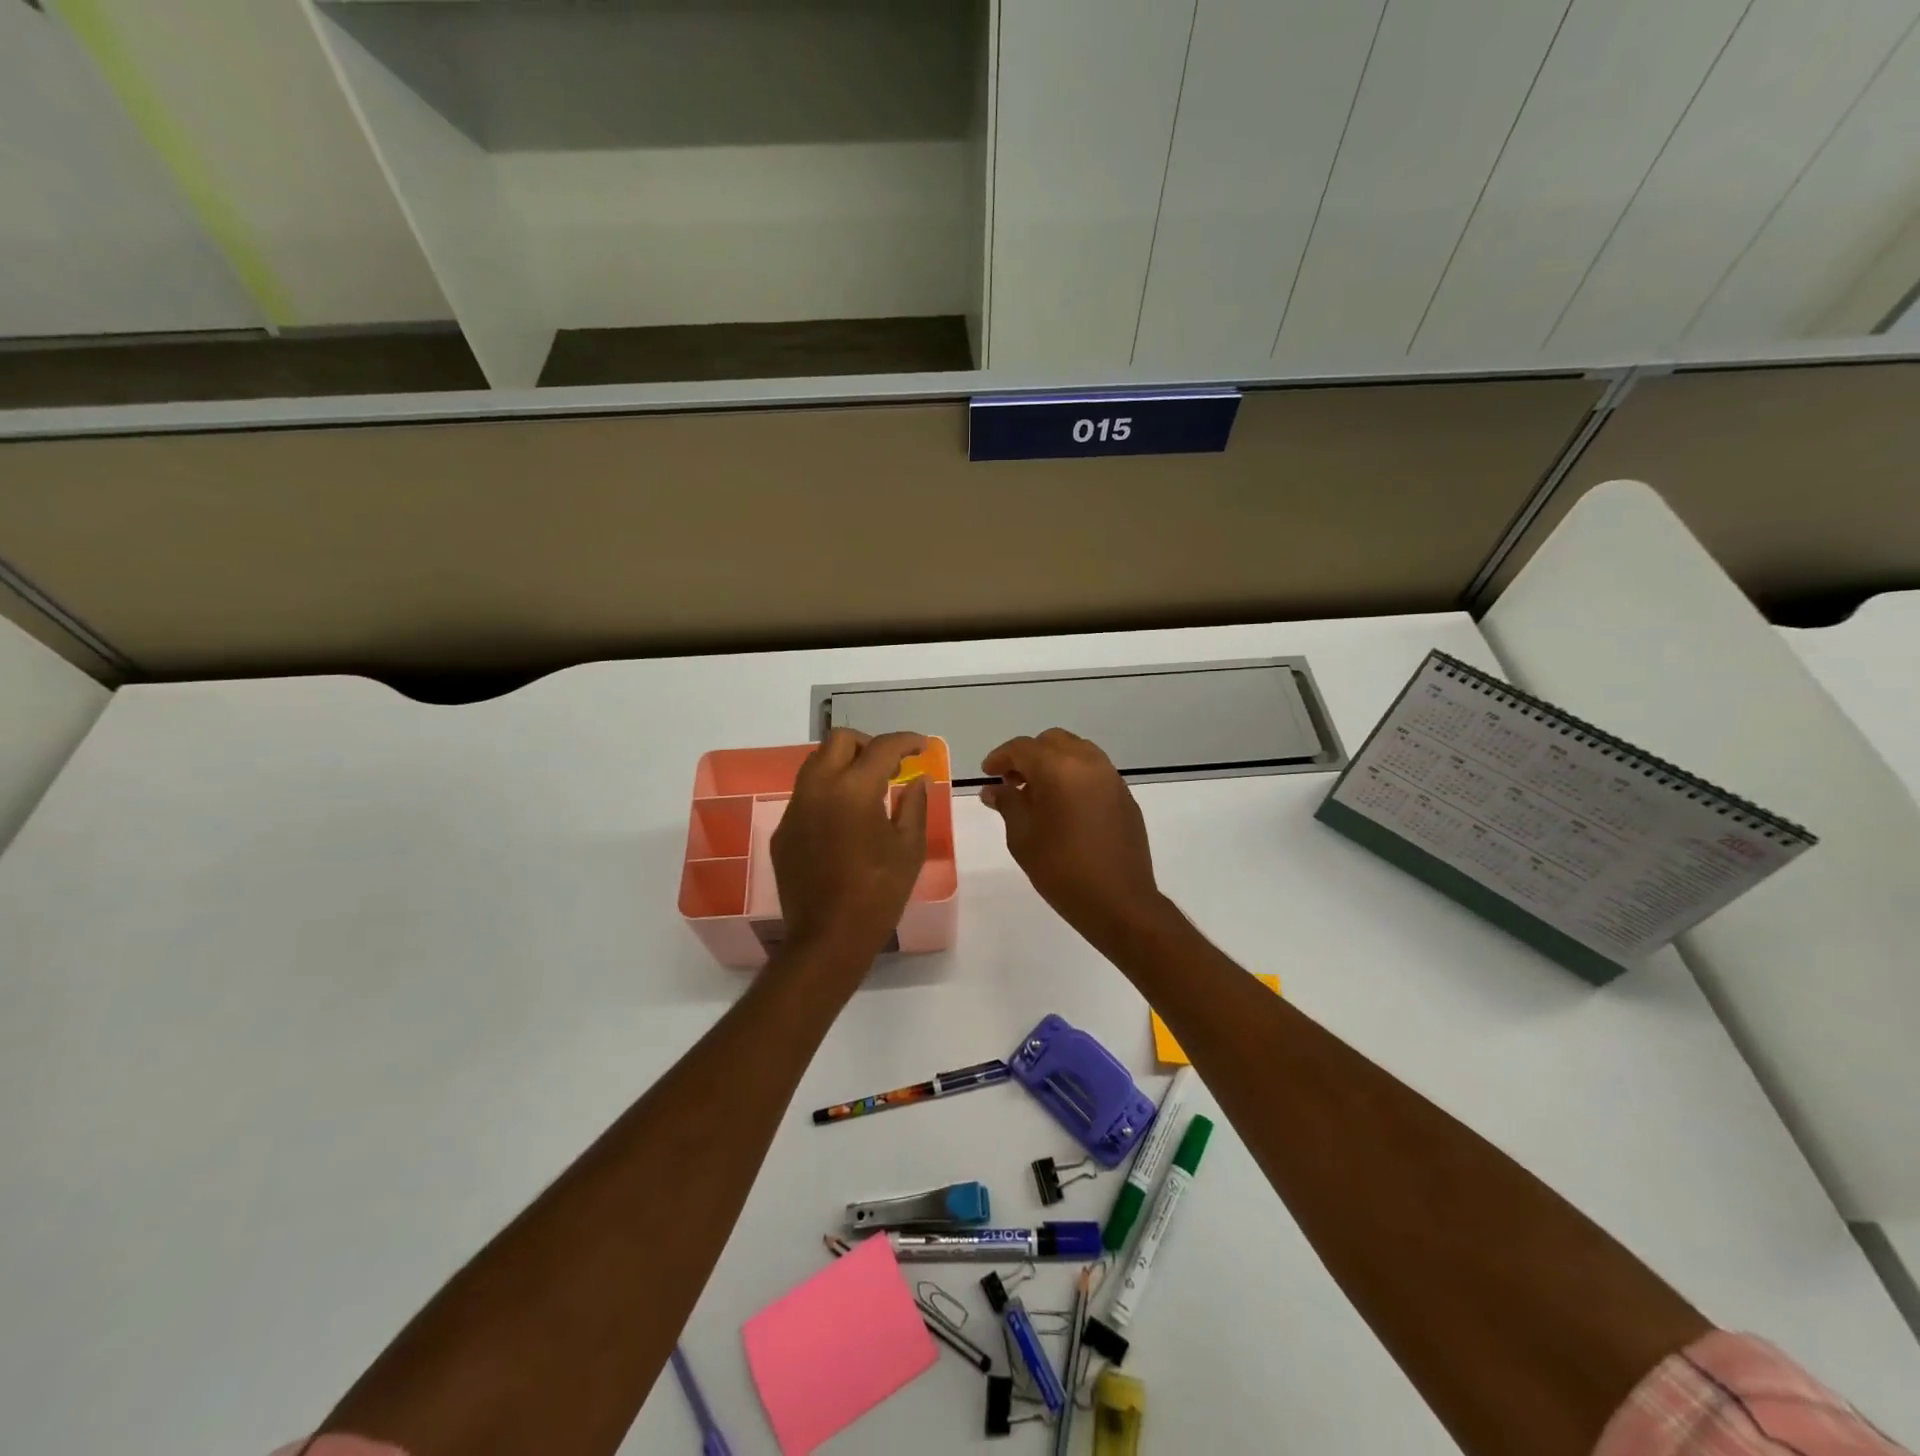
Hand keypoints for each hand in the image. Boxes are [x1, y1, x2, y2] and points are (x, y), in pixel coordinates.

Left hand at [771, 729, 928, 965]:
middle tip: (890, 765)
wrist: (828, 938)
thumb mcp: (909, 848)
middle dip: (868, 745)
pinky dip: (827, 792)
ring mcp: (794, 809)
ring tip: (867, 787)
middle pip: (839, 741)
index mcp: (853, 790)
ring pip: (816, 764)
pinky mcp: (783, 830)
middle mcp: (818, 789)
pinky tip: (843, 820)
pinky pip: (805, 795)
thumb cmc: (879, 894)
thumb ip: (914, 805)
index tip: (921, 747)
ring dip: (843, 763)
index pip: (881, 747)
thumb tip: (916, 779)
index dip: (906, 741)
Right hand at [980, 729, 1169, 951]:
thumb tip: (994, 789)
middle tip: (1012, 782)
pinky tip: (1064, 806)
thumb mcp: (1022, 837)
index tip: (987, 774)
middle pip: (1052, 741)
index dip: (1000, 757)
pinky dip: (1074, 776)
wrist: (1119, 902)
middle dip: (1028, 756)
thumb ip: (1007, 803)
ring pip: (1076, 751)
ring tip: (1038, 794)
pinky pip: (1094, 771)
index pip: (1023, 748)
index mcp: (1059, 769)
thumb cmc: (1062, 870)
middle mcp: (1088, 763)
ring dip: (1053, 763)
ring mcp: (1111, 777)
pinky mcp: (1125, 795)